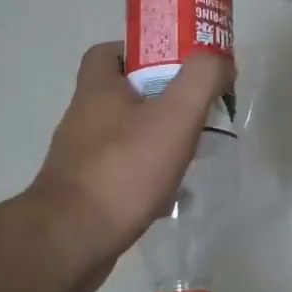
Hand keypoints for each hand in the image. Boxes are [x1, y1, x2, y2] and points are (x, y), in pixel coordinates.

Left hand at [22, 41, 233, 291]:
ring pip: (124, 133)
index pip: (110, 51)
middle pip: (122, 92)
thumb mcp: (175, 115)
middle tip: (195, 107)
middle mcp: (83, 117)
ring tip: (191, 149)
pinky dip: (146, 172)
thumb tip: (219, 59)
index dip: (142, 50)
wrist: (72, 241)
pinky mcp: (85, 192)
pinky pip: (121, 169)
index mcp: (97, 89)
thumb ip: (202, 79)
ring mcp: (81, 157)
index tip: (176, 63)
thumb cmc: (124, 169)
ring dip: (155, 136)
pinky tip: (171, 189)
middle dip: (160, 96)